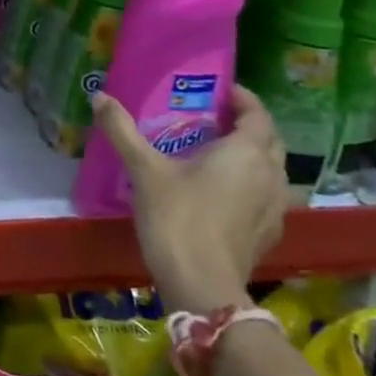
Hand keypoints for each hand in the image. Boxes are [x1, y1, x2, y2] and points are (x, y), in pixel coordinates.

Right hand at [91, 86, 287, 314]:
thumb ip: (122, 130)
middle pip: (270, 141)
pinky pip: (267, 196)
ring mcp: (275, 208)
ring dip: (253, 156)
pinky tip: (224, 192)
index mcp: (246, 153)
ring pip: (273, 170)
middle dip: (248, 125)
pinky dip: (251, 184)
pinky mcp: (268, 234)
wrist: (201, 285)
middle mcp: (270, 176)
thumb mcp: (144, 169)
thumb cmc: (177, 217)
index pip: (257, 115)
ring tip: (218, 153)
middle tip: (215, 118)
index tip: (220, 90)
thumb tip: (99, 96)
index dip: (243, 99)